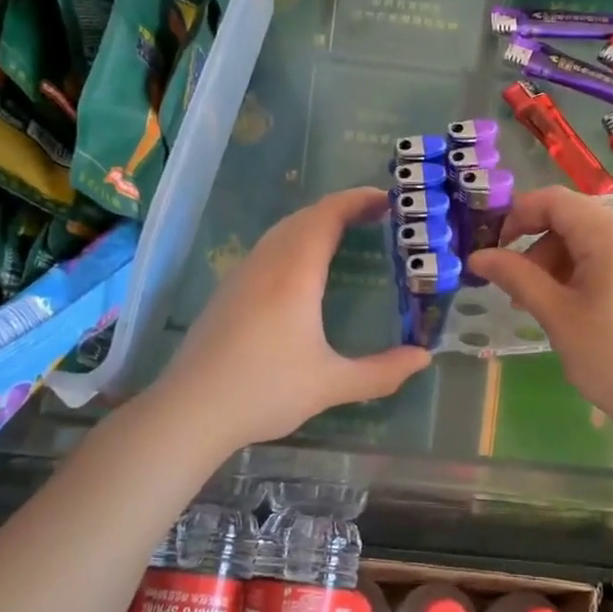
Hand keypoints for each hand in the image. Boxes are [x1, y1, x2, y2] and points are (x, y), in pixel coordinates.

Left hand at [156, 188, 430, 446]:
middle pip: (305, 216)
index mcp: (295, 274)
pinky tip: (302, 270)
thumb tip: (423, 358)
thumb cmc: (265, 391)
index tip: (389, 200)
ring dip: (315, 223)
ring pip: (281, 231)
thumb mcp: (331, 385)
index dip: (358, 200)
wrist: (189, 411)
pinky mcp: (227, 292)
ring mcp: (241, 275)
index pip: (327, 216)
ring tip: (345, 235)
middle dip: (342, 208)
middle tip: (376, 217)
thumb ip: (381, 372)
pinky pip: (267, 249)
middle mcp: (267, 264)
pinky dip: (295, 241)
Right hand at [468, 186, 612, 426]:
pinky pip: (607, 255)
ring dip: (555, 261)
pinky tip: (567, 305)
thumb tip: (477, 256)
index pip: (554, 200)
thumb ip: (515, 276)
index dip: (516, 215)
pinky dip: (579, 270)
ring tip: (536, 304)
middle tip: (513, 287)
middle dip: (535, 246)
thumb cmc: (611, 357)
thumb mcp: (556, 314)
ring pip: (587, 238)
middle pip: (571, 218)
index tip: (491, 247)